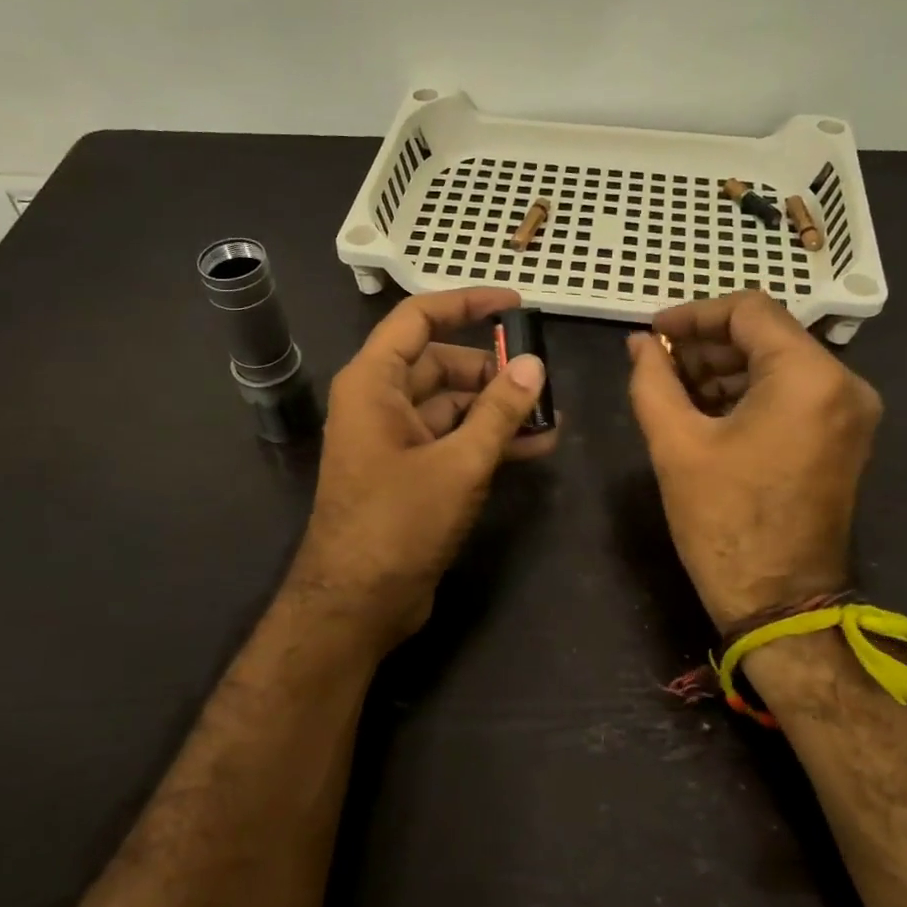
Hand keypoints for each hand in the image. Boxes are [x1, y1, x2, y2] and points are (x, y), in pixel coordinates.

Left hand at [289, 287, 557, 645]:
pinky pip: (451, 439)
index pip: (418, 318)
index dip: (466, 303)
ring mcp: (393, 439)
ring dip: (496, 409)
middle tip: (542, 379)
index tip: (515, 304)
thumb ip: (499, 412)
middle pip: (440, 363)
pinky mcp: (409, 472)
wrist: (357, 603)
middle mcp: (379, 402)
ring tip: (549, 416)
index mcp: (374, 383)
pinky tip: (534, 446)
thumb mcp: (459, 463)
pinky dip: (487, 439)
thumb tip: (534, 365)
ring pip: (451, 405)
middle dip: (492, 369)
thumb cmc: (399, 523)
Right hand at [626, 292, 881, 630]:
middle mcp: (843, 384)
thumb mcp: (676, 444)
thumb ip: (652, 380)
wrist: (779, 601)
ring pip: (779, 364)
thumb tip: (639, 343)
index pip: (750, 311)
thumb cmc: (724, 521)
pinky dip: (749, 393)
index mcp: (809, 377)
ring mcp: (850, 412)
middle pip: (767, 336)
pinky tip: (705, 410)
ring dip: (725, 369)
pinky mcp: (843, 437)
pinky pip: (792, 394)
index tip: (653, 333)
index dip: (694, 314)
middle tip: (657, 364)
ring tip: (673, 388)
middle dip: (707, 345)